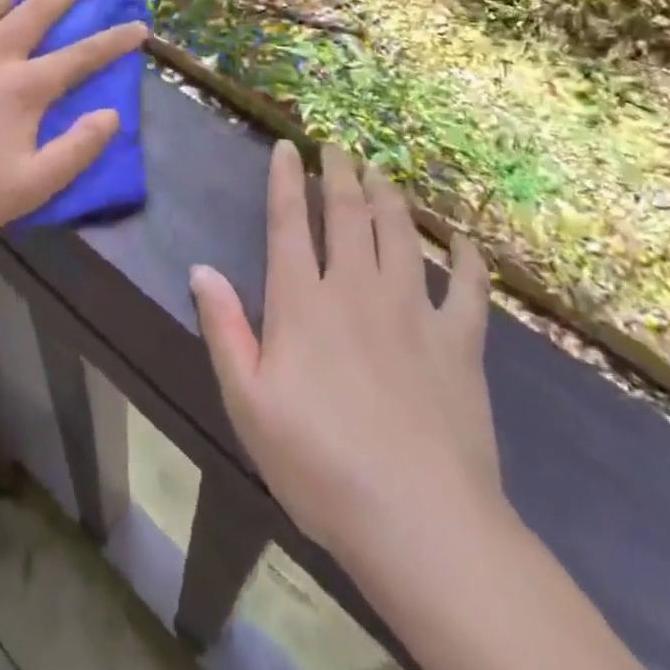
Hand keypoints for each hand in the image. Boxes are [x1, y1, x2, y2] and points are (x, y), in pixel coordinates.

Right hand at [190, 141, 499, 562]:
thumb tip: (201, 268)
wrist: (420, 522)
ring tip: (380, 171)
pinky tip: (464, 239)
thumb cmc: (320, 464)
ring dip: (388, 196)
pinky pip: (468, 286)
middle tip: (336, 148)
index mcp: (303, 302)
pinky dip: (467, 257)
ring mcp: (413, 310)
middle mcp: (357, 288)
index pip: (290, 223)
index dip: (286, 180)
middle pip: (348, 214)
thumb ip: (223, 329)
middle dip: (339, 174)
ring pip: (400, 233)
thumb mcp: (248, 403)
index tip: (287, 148)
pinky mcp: (460, 341)